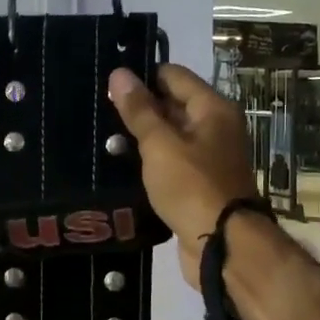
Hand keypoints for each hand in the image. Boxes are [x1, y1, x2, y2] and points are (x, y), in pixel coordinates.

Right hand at [108, 64, 258, 288]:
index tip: (107, 83)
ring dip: (141, 138)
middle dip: (138, 108)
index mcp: (212, 109)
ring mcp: (208, 158)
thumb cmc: (192, 186)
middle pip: (172, 105)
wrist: (222, 246)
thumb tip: (120, 73)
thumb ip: (139, 110)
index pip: (173, 76)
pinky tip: (120, 166)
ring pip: (169, 137)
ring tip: (100, 139)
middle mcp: (215, 128)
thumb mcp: (160, 144)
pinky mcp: (198, 185)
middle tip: (97, 112)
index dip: (141, 76)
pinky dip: (150, 163)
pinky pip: (170, 163)